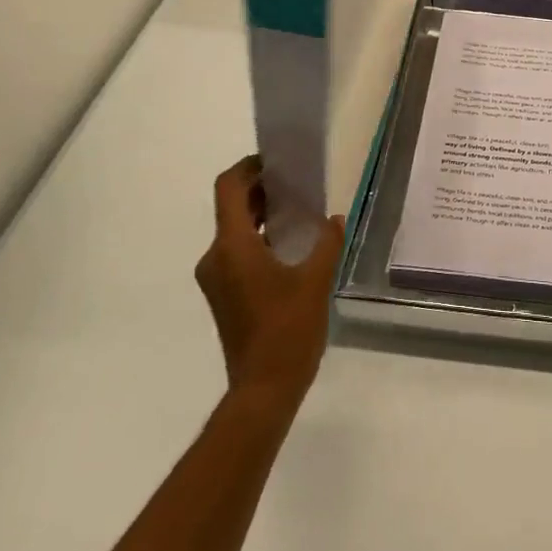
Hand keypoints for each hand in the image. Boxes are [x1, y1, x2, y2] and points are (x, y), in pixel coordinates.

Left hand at [195, 156, 343, 414]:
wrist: (263, 390)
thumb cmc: (288, 330)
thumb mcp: (316, 280)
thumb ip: (327, 242)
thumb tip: (334, 219)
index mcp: (233, 246)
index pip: (229, 188)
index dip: (248, 167)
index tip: (276, 161)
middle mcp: (216, 257)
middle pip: (231, 207)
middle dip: (260, 189)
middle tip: (295, 181)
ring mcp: (217, 278)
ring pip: (234, 230)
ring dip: (261, 214)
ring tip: (298, 209)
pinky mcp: (224, 295)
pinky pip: (237, 251)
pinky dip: (259, 237)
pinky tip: (290, 245)